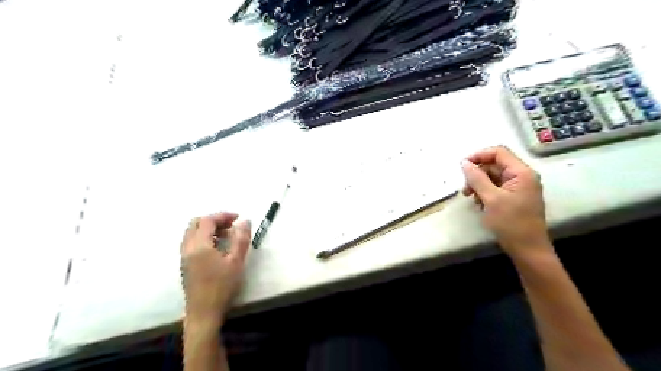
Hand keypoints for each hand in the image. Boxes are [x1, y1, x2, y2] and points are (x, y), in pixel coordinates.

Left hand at [180, 212, 252, 323]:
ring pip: (192, 233)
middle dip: (214, 220)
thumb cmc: (222, 286)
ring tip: (226, 236)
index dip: (223, 215)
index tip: (238, 218)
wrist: (203, 313)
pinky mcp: (185, 264)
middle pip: (196, 223)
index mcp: (199, 245)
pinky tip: (217, 248)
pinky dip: (204, 237)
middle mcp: (187, 248)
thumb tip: (245, 221)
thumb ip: (241, 239)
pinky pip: (191, 242)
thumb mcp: (236, 261)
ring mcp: (184, 257)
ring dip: (208, 229)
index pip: (207, 221)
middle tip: (231, 225)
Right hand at [461, 146, 546, 256]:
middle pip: (495, 165)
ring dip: (479, 184)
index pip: (498, 152)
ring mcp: (519, 187)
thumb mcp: (491, 199)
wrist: (528, 250)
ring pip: (493, 176)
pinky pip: (496, 187)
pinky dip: (485, 192)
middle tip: (465, 190)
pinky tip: (479, 204)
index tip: (463, 167)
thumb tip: (464, 163)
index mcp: (521, 173)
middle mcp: (522, 176)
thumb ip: (477, 178)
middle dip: (477, 174)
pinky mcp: (514, 197)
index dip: (479, 156)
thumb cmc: (511, 223)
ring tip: (471, 198)